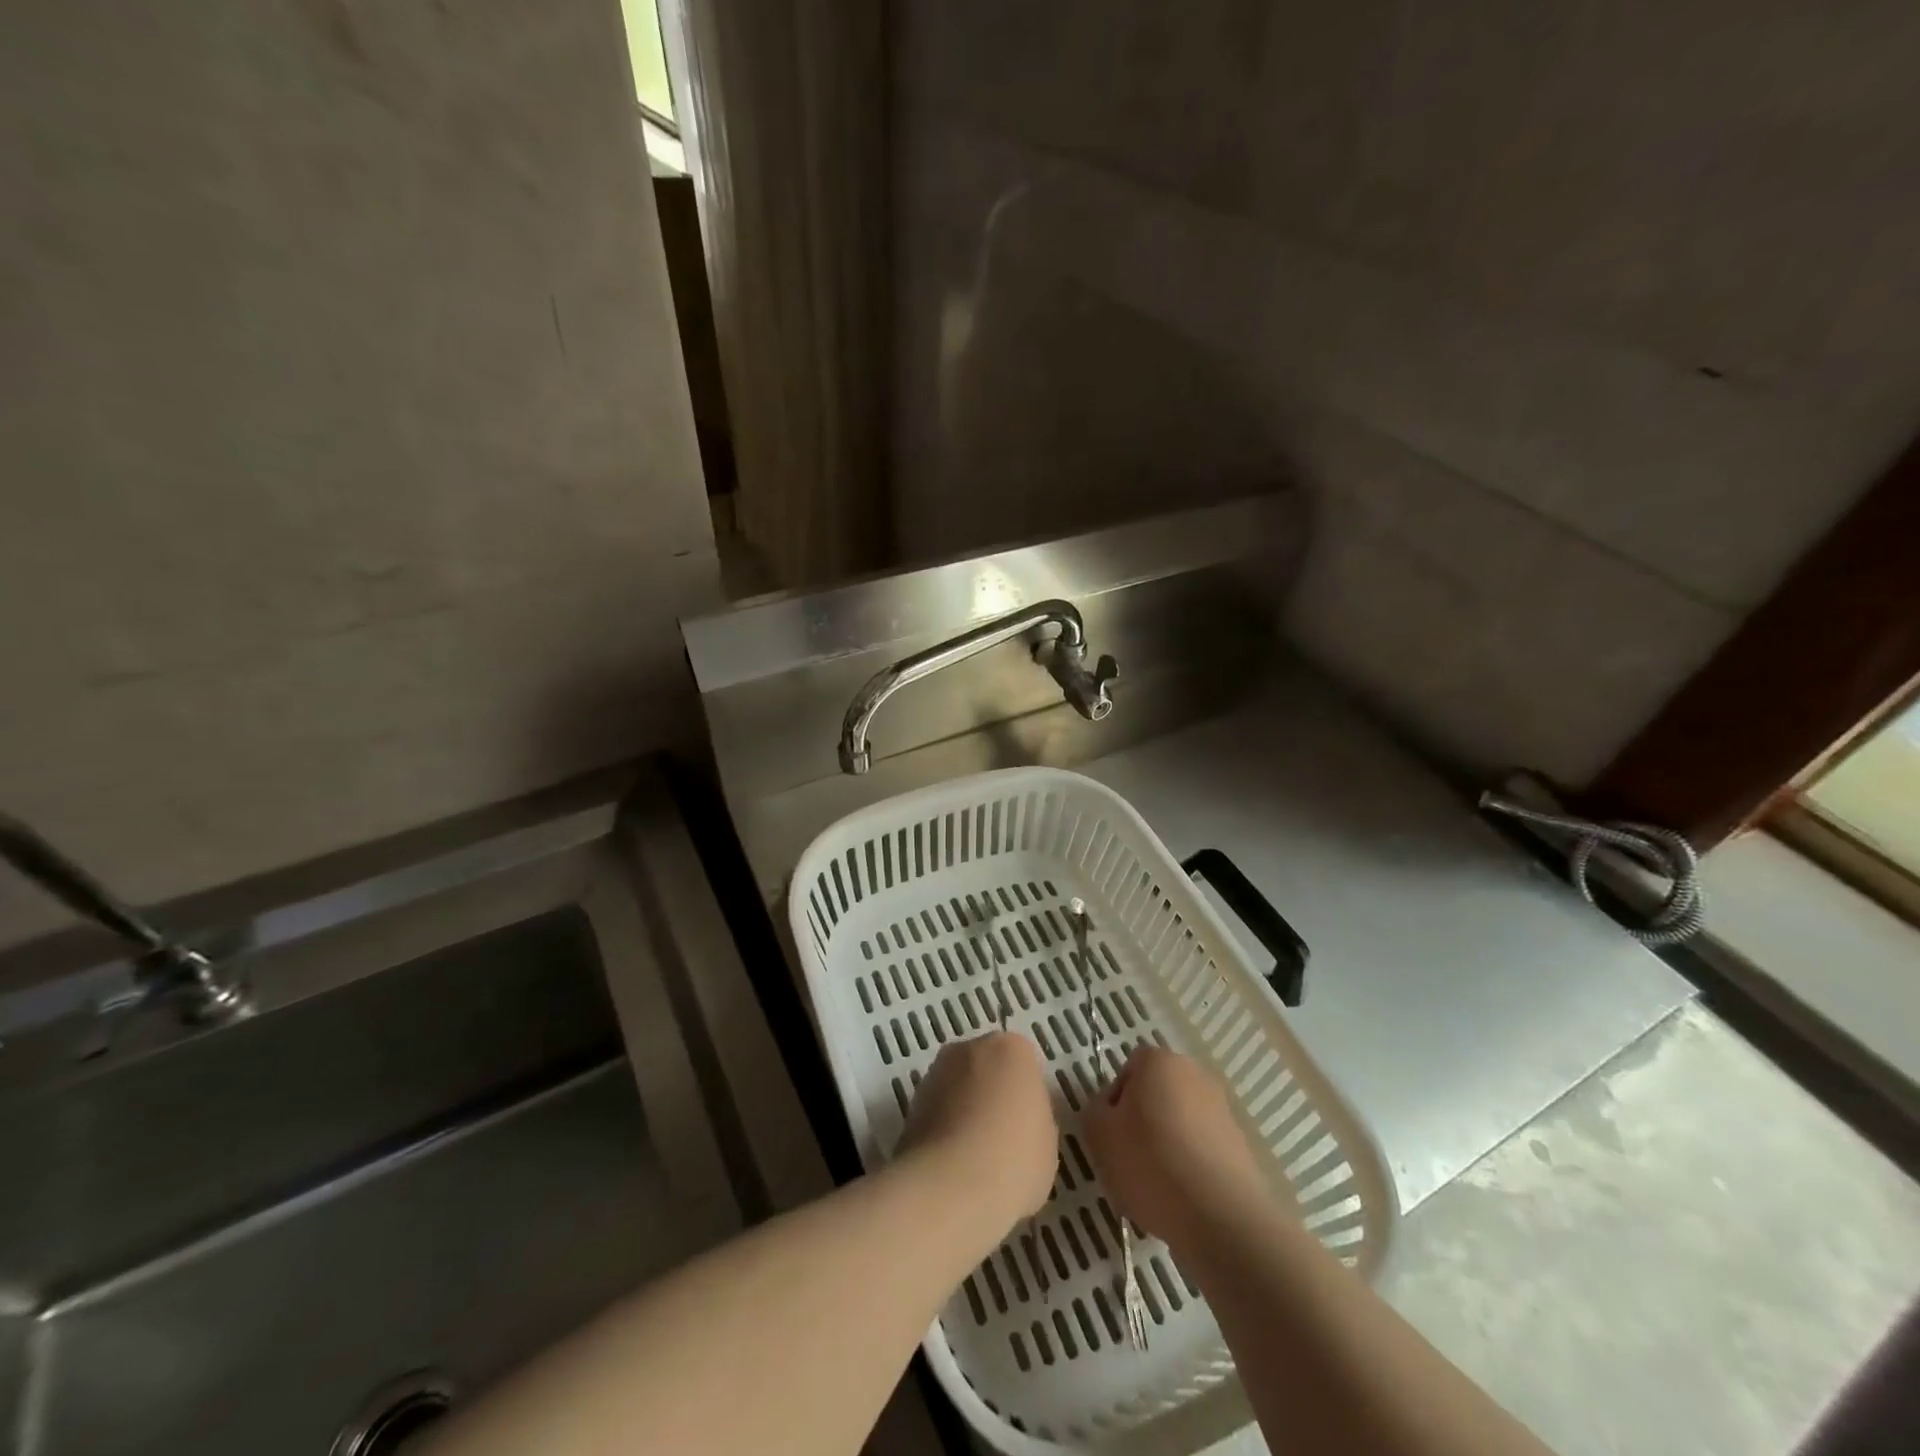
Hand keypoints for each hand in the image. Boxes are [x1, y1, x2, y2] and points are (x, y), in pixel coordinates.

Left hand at [897, 1033, 1057, 1231]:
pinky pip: (937, 1113)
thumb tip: (1017, 1120)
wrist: (952, 1186)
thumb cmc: (1014, 1158)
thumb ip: (1033, 1117)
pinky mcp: (911, 1103)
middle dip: (991, 1095)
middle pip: (986, 1068)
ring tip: (975, 1159)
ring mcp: (935, 1073)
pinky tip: (953, 1165)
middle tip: (1003, 1139)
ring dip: (964, 1111)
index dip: (1026, 1098)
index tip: (1028, 1127)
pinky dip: (943, 1131)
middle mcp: (969, 1048)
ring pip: (958, 1089)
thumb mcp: (1047, 1142)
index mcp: (1011, 1048)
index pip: (1024, 1065)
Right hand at [1081, 1046, 1275, 1249]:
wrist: (1222, 1217)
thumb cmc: (1152, 1163)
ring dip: (1165, 1146)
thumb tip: (1109, 1109)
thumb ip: (1095, 1110)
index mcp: (1159, 1060)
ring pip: (1178, 1123)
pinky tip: (1181, 1199)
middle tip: (1128, 1161)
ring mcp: (1221, 1108)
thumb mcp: (1099, 1134)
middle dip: (1141, 1123)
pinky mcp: (1240, 1144)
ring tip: (1156, 1188)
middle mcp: (1194, 1073)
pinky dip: (1189, 1166)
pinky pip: (1201, 1148)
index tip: (1111, 1136)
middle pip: (1155, 1094)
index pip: (1127, 1070)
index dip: (1114, 1103)